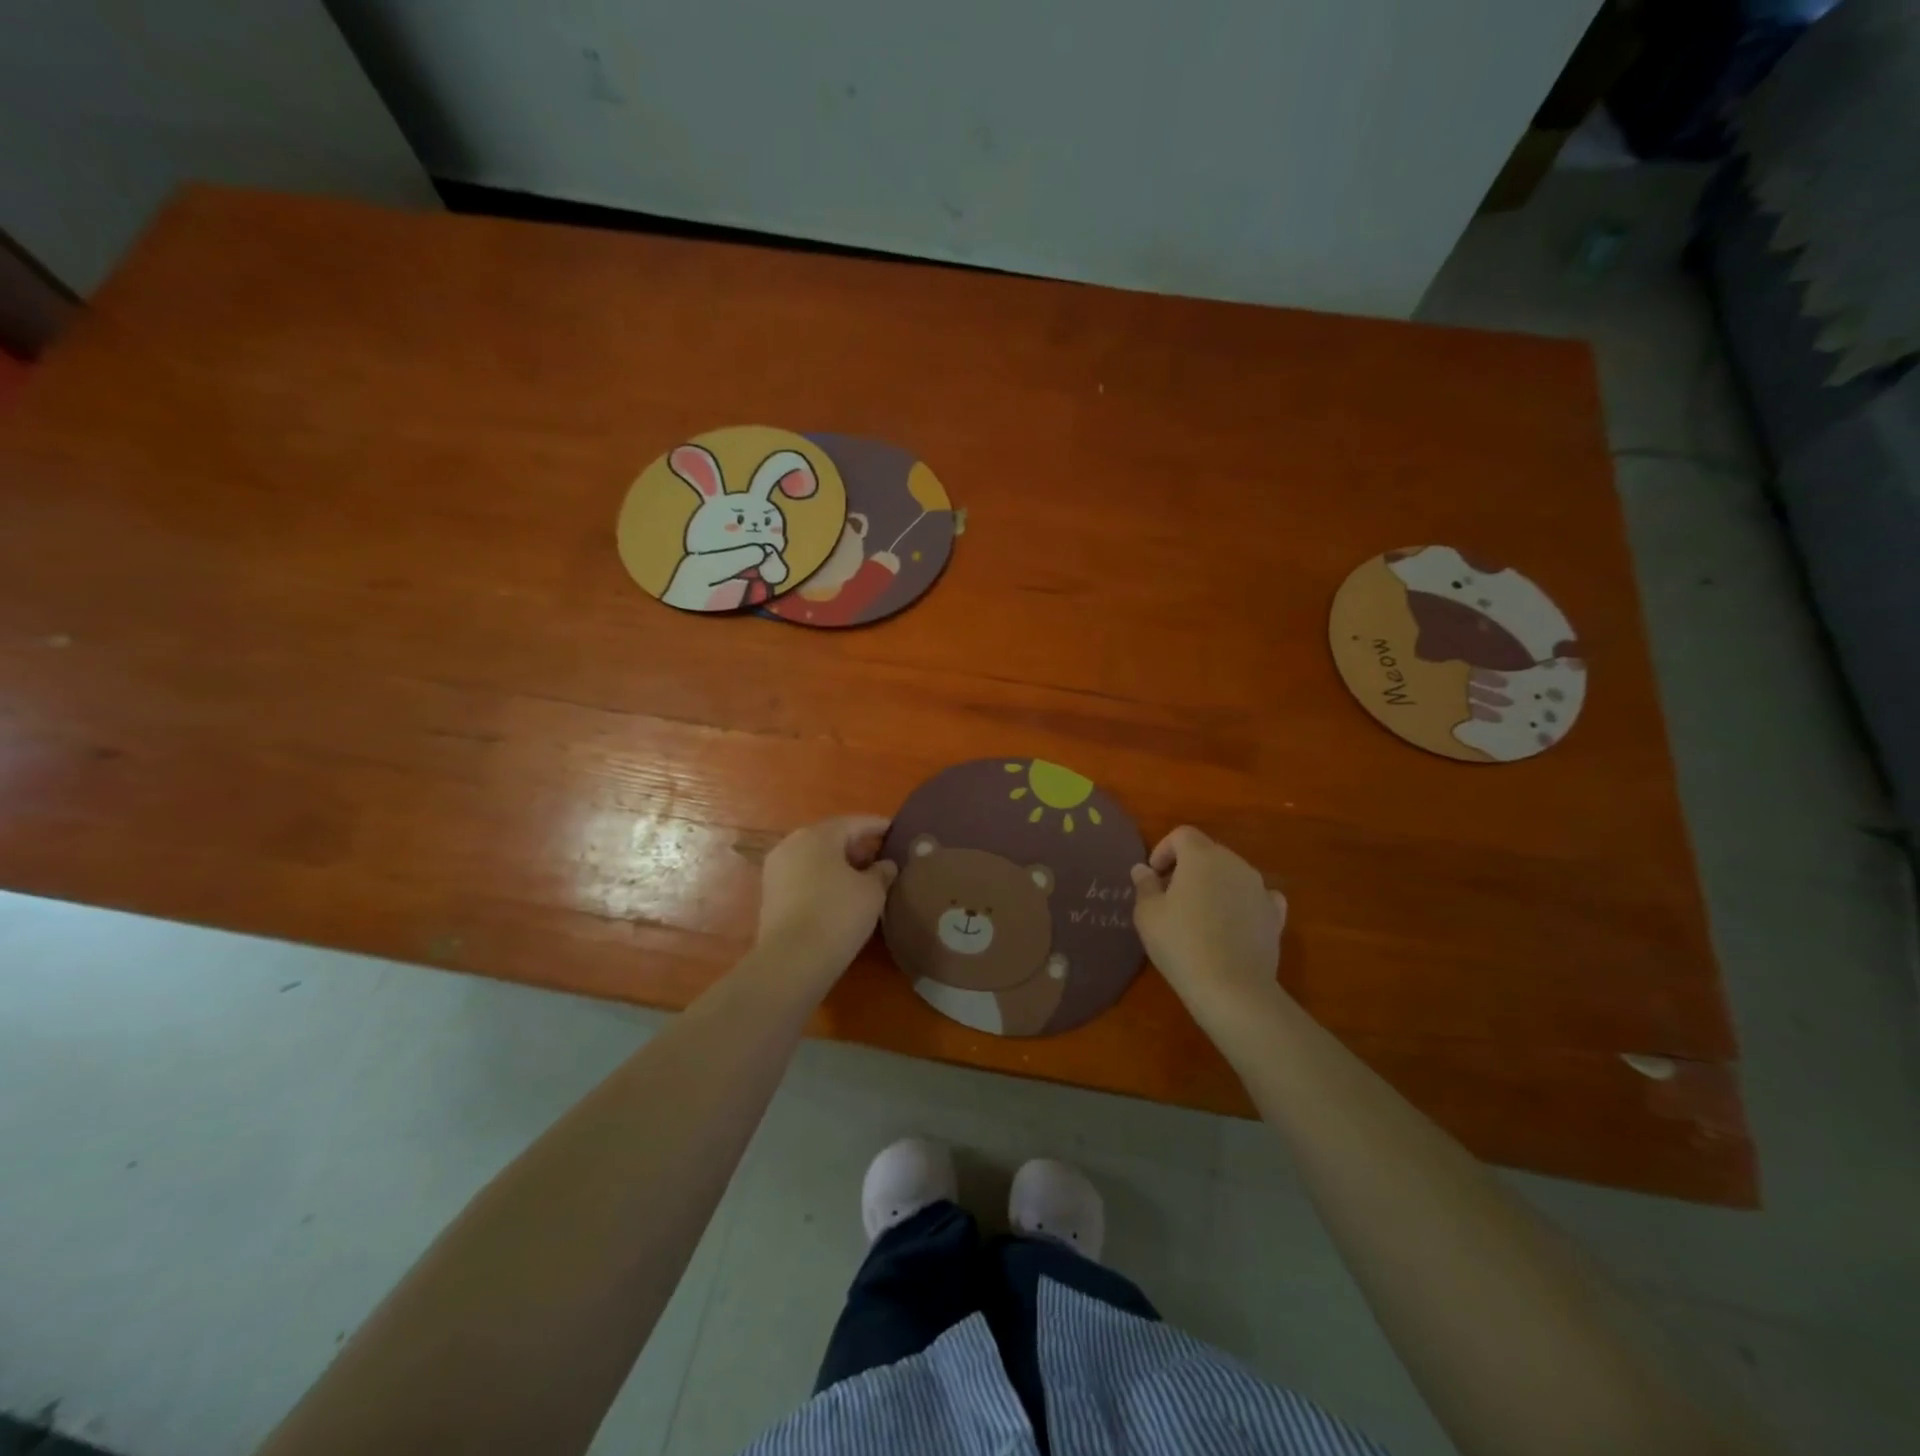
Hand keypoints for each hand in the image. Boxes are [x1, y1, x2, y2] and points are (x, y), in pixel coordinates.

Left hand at [756, 815, 896, 978]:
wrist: (792, 960)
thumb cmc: (838, 914)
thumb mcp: (872, 892)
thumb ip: (882, 872)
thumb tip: (885, 864)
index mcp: (818, 835)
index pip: (854, 822)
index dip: (877, 826)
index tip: (894, 830)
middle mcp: (792, 843)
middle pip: (830, 837)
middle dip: (856, 845)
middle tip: (879, 856)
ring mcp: (776, 868)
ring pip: (814, 857)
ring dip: (837, 863)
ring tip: (861, 877)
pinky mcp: (769, 893)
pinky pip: (802, 875)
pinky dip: (822, 878)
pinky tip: (838, 893)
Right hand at [1131, 826, 1286, 1024]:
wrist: (1232, 988)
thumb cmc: (1181, 943)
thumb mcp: (1148, 914)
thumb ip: (1145, 885)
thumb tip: (1143, 869)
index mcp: (1202, 856)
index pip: (1182, 834)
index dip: (1164, 849)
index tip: (1154, 875)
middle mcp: (1235, 863)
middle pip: (1208, 852)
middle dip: (1187, 867)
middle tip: (1170, 895)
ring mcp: (1260, 888)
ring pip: (1232, 874)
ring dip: (1214, 884)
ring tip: (1198, 914)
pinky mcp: (1275, 915)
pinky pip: (1256, 897)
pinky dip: (1242, 902)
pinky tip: (1233, 922)